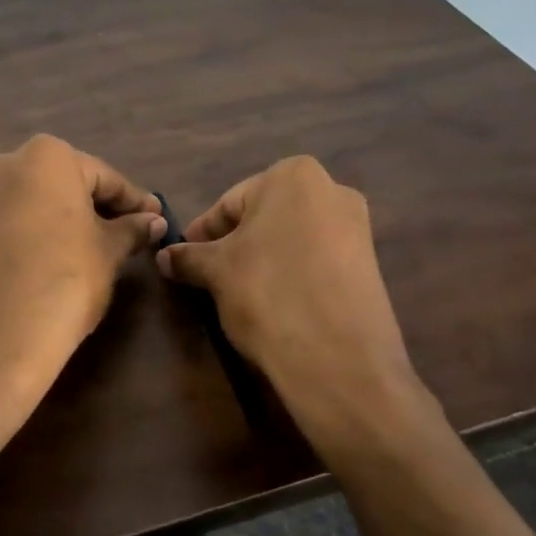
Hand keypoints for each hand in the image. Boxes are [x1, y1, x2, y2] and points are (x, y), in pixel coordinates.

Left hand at [0, 135, 165, 441]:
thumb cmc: (65, 276)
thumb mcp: (108, 251)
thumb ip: (131, 230)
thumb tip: (153, 221)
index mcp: (47, 156)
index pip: (104, 177)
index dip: (134, 202)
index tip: (156, 219)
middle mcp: (8, 164)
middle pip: (67, 184)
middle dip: (99, 208)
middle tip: (131, 235)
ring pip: (38, 203)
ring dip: (68, 221)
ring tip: (100, 250)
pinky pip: (15, 223)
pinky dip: (40, 234)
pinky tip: (60, 260)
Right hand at [157, 156, 433, 450]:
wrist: (339, 360)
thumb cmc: (268, 294)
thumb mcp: (216, 272)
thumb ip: (188, 257)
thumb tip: (165, 257)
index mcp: (294, 176)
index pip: (230, 203)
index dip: (203, 234)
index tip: (185, 259)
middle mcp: (332, 190)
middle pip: (264, 217)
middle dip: (236, 244)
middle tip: (210, 276)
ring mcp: (357, 228)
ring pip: (291, 239)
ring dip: (263, 260)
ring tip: (240, 294)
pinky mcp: (370, 265)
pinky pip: (317, 261)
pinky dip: (292, 275)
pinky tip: (276, 304)